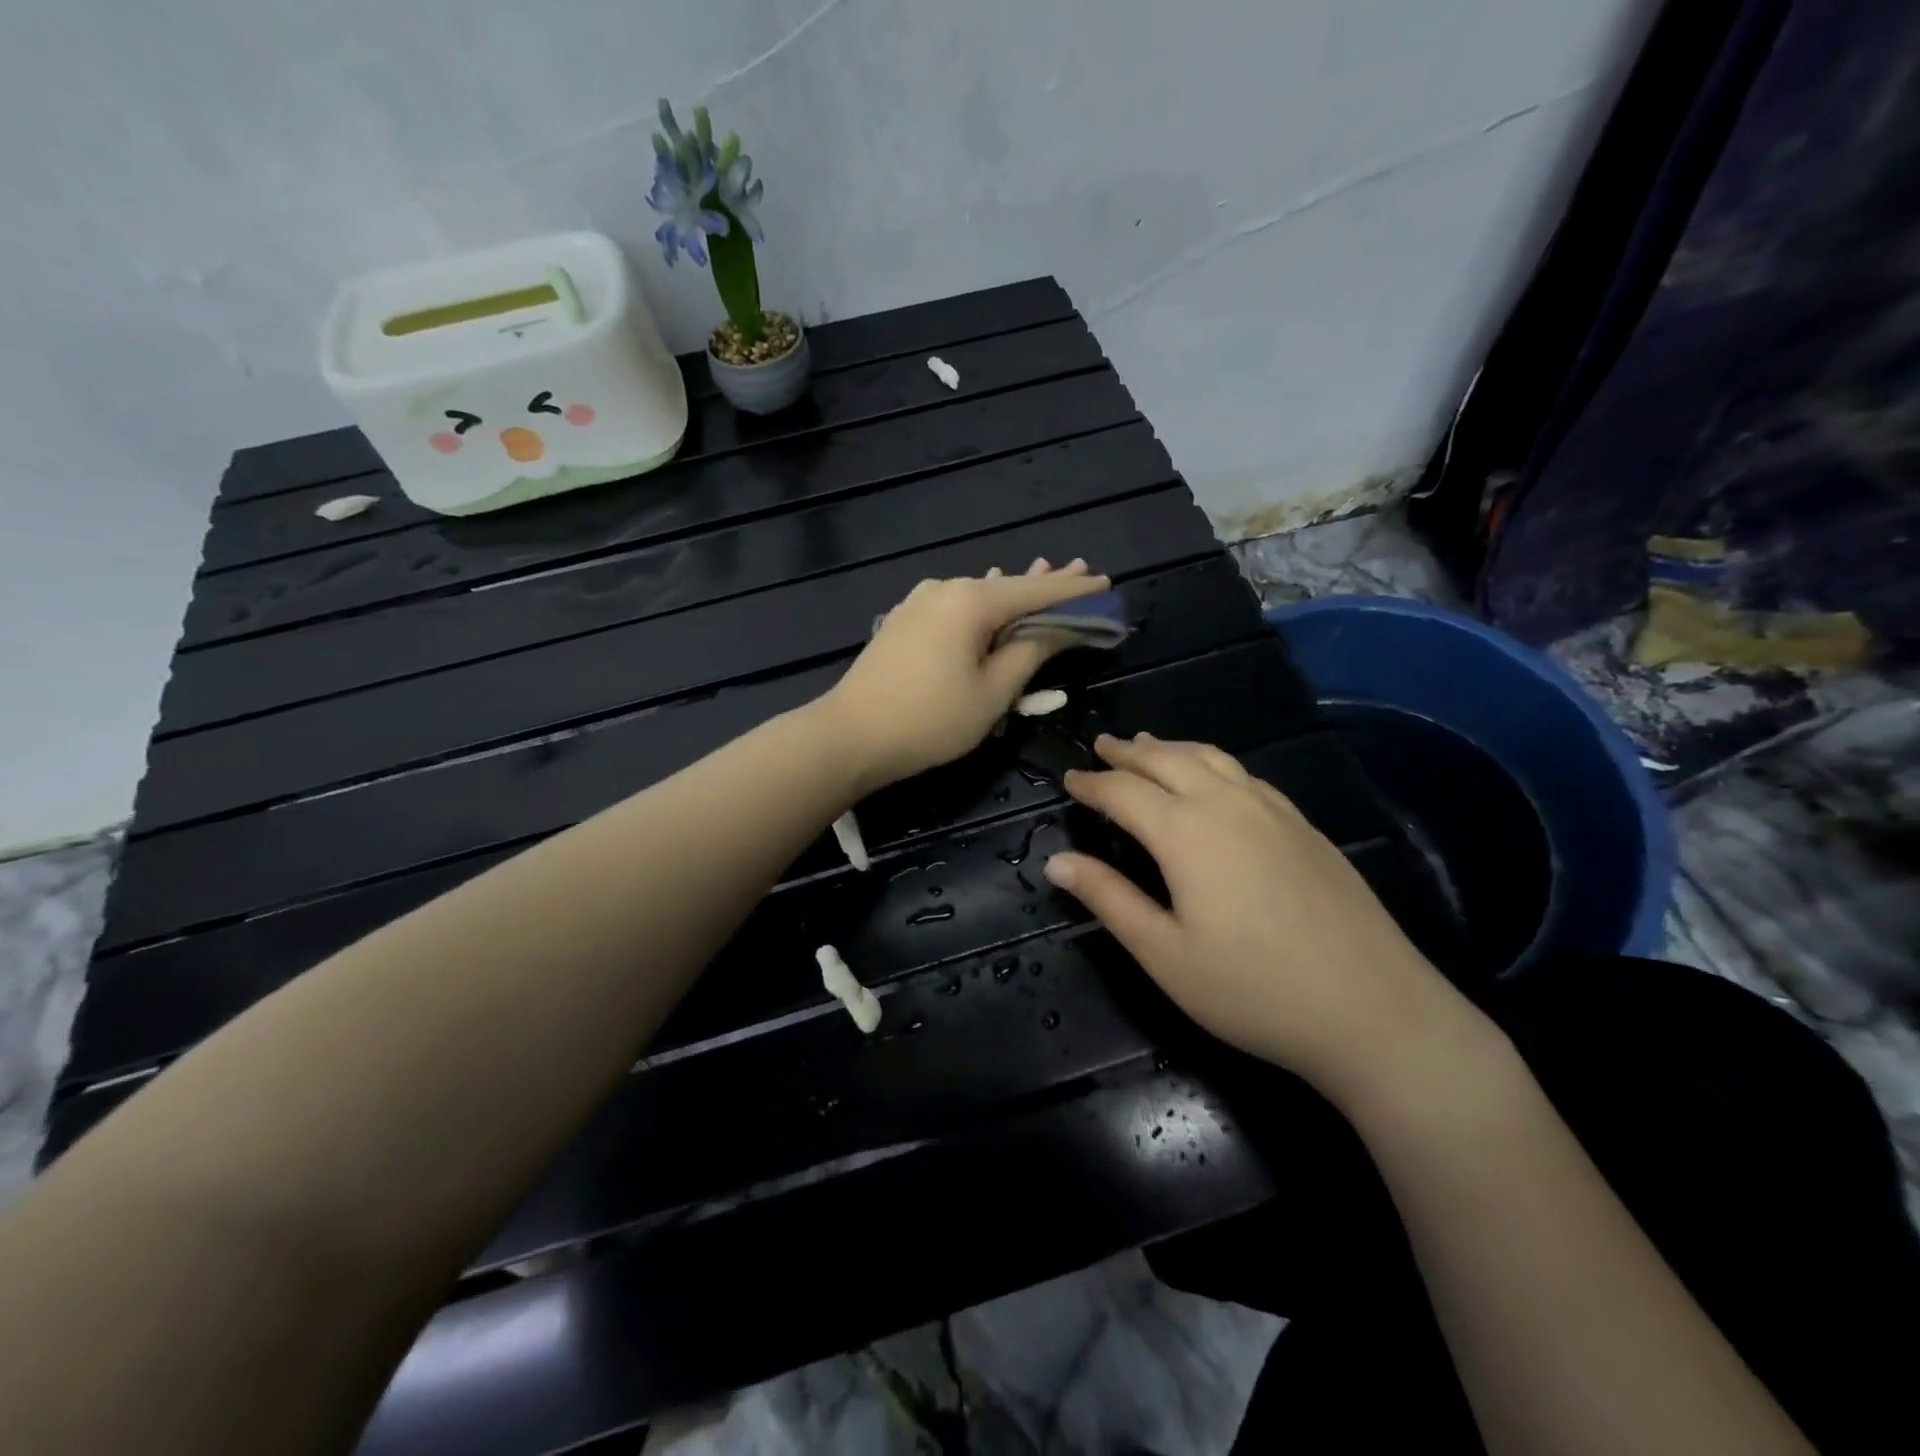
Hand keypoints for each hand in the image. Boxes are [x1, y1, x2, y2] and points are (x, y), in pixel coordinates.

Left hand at [821, 559, 1110, 792]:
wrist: (850, 735)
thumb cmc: (930, 719)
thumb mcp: (992, 692)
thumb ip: (1029, 654)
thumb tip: (1056, 628)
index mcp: (971, 601)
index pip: (1037, 591)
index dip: (1074, 590)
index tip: (1105, 582)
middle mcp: (945, 589)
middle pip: (1008, 586)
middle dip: (1046, 584)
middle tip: (1082, 572)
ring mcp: (919, 602)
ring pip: (980, 595)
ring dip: (1013, 593)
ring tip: (1045, 575)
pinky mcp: (904, 621)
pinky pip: (956, 606)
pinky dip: (982, 606)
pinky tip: (989, 594)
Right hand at [1043, 733, 1484, 1101]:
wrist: (1372, 1009)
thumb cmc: (1253, 989)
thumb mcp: (1164, 954)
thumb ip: (1108, 899)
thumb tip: (1056, 861)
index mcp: (1185, 832)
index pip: (1123, 792)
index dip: (1091, 783)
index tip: (1068, 779)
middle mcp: (1227, 804)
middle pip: (1168, 760)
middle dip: (1130, 751)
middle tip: (1103, 746)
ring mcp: (1272, 810)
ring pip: (1212, 757)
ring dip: (1172, 747)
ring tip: (1149, 744)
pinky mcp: (1304, 825)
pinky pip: (1245, 774)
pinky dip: (1213, 762)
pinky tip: (1214, 778)